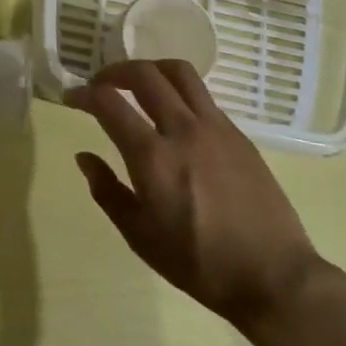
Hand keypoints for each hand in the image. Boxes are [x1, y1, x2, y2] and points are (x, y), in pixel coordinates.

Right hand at [68, 60, 320, 331]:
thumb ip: (108, 191)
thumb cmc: (200, 264)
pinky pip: (202, 95)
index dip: (83, 94)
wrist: (273, 276)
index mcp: (152, 157)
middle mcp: (182, 129)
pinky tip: (173, 113)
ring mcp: (215, 127)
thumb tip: (84, 157)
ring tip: (137, 83)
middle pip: (143, 74)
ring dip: (150, 69)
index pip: (109, 103)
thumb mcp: (141, 237)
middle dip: (114, 71)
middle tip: (101, 84)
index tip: (71, 97)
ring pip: (179, 72)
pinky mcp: (237, 133)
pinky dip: (178, 90)